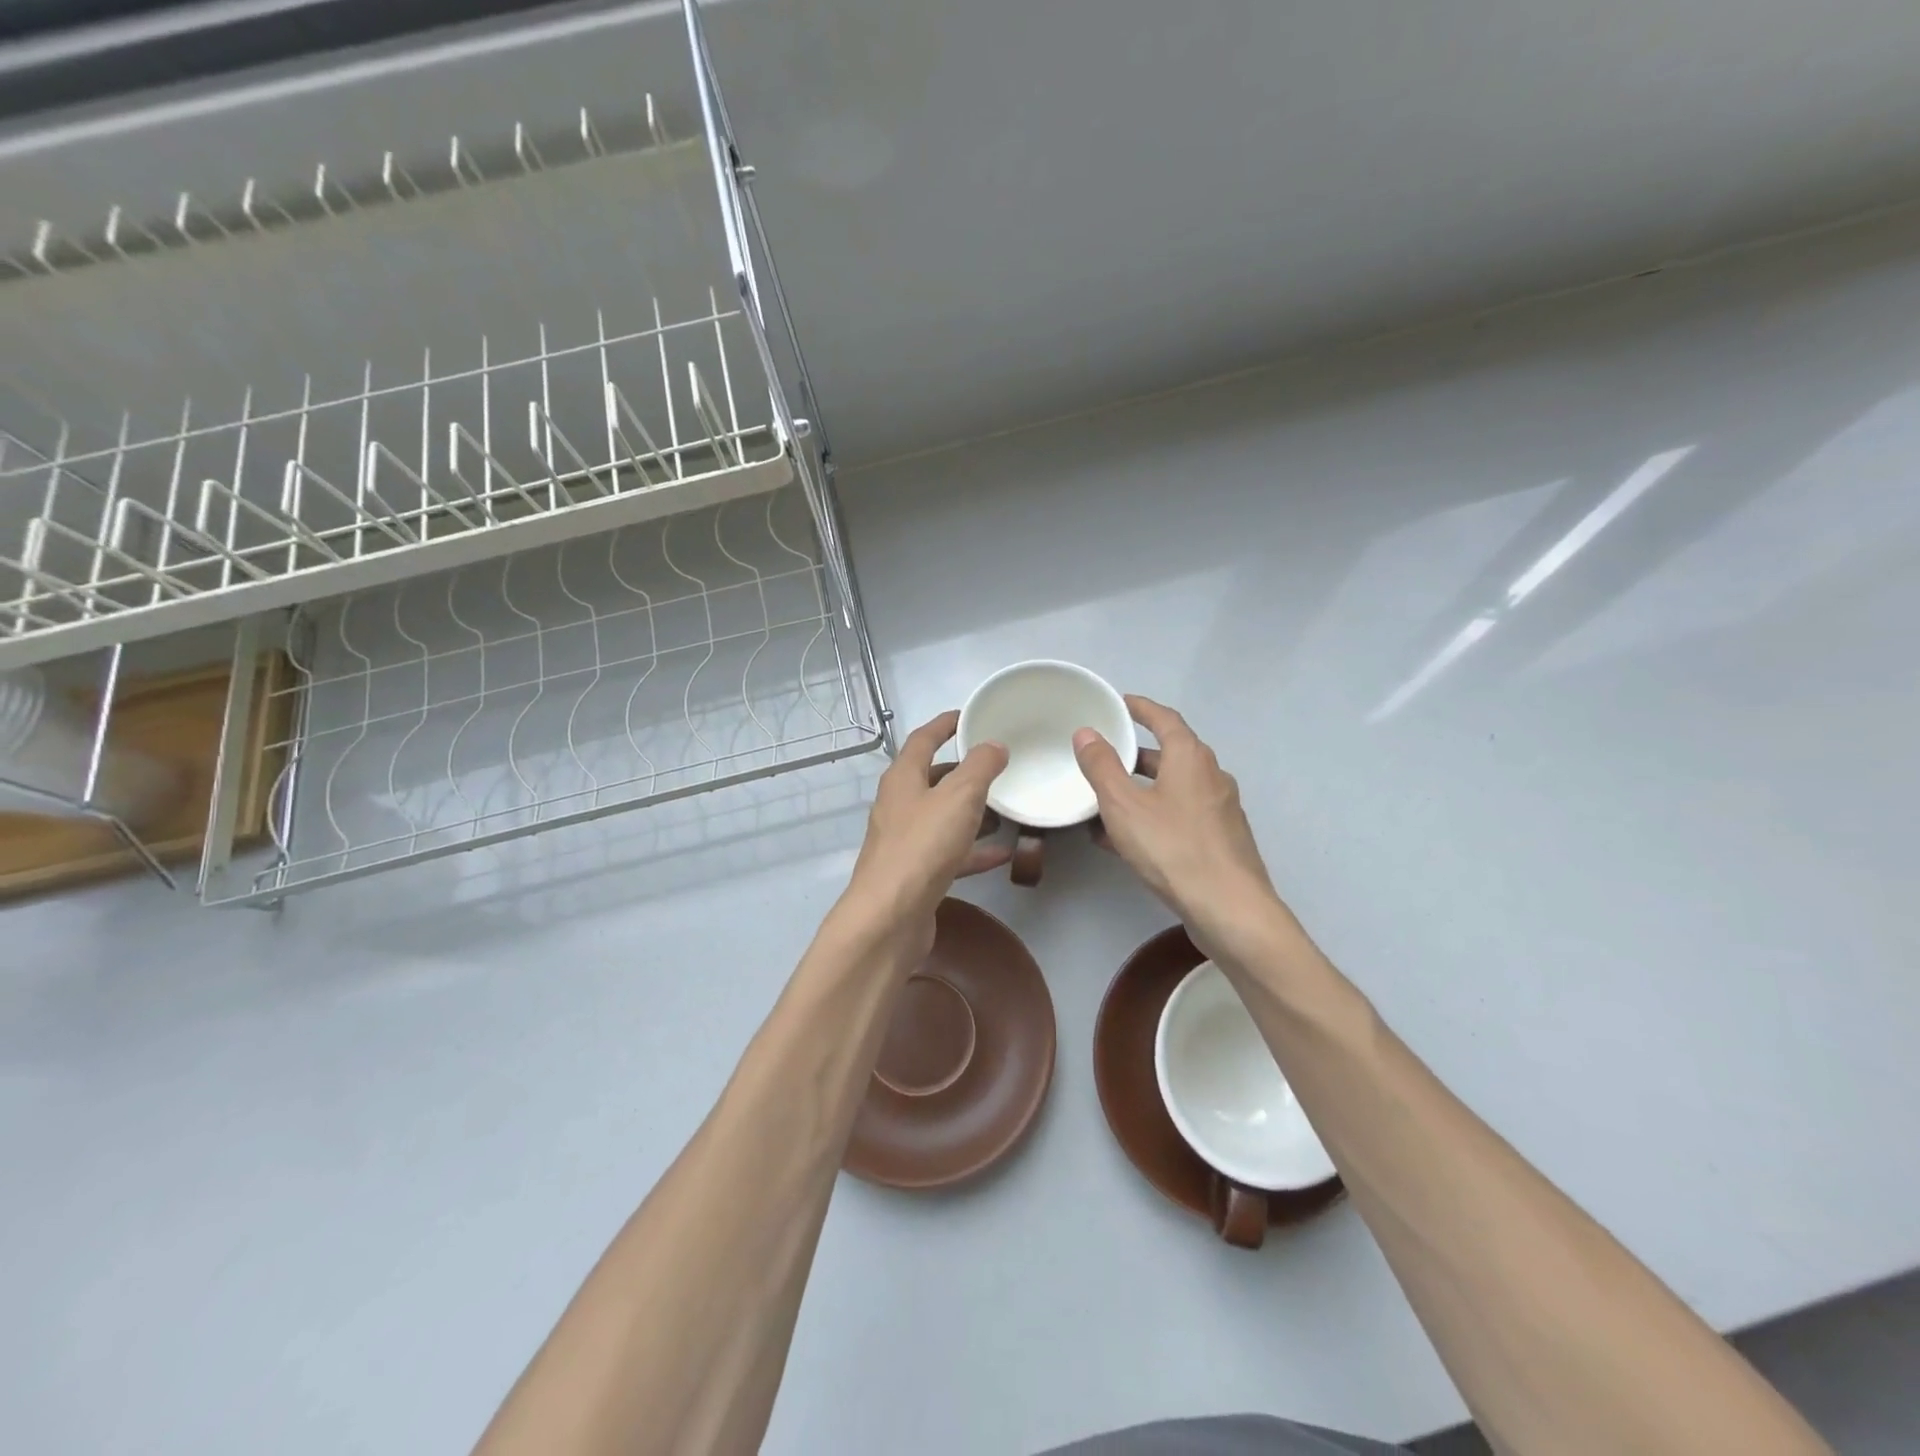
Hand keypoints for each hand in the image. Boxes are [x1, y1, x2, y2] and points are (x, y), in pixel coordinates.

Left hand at [842, 711, 1009, 958]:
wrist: (890, 917)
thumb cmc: (923, 846)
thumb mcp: (959, 796)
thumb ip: (980, 766)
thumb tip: (994, 744)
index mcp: (902, 778)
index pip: (923, 739)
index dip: (945, 724)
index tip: (969, 716)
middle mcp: (899, 805)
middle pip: (932, 778)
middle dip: (963, 772)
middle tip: (997, 767)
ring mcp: (905, 841)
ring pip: (942, 817)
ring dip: (971, 812)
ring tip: (1005, 810)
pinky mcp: (915, 873)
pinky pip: (950, 852)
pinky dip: (974, 850)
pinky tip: (1003, 853)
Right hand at [1073, 696, 1287, 962]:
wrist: (1229, 909)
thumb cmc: (1173, 848)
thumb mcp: (1124, 804)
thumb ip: (1102, 767)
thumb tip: (1087, 733)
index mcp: (1191, 758)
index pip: (1164, 719)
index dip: (1140, 708)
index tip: (1119, 703)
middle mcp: (1211, 776)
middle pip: (1171, 754)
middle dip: (1136, 755)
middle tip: (1104, 757)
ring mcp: (1219, 810)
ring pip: (1173, 789)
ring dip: (1141, 790)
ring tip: (1105, 802)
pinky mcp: (1220, 840)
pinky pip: (1179, 816)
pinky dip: (1153, 816)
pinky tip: (1126, 840)